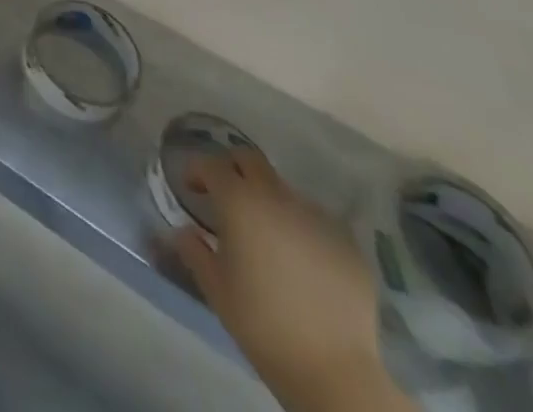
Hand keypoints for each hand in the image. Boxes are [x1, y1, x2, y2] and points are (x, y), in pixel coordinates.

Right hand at [169, 150, 404, 411]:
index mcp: (240, 202)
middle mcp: (278, 198)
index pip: (211, 164)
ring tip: (266, 237)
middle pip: (250, 160)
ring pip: (284, 190)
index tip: (191, 189)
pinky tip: (300, 262)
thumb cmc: (262, 324)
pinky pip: (315, 222)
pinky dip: (300, 229)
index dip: (196, 171)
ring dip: (268, 201)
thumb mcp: (215, 287)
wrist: (334, 371)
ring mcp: (317, 218)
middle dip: (233, 169)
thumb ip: (193, 249)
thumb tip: (186, 230)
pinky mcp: (347, 244)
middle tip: (226, 197)